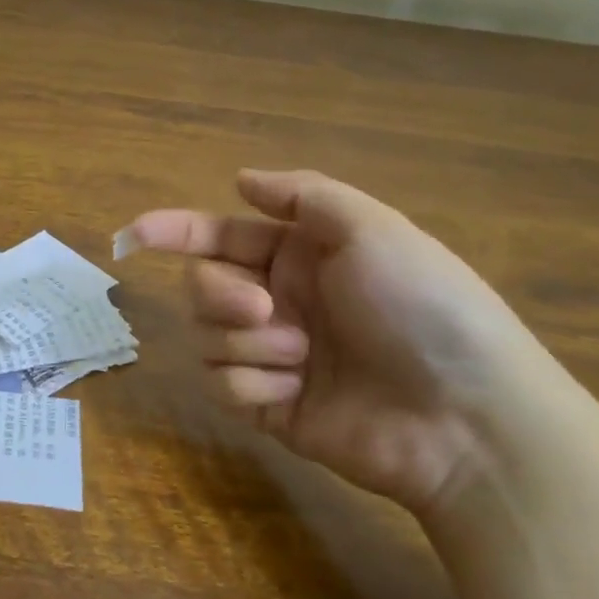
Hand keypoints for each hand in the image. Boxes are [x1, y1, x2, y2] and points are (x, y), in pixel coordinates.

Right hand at [125, 169, 562, 513]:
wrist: (466, 418)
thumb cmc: (423, 308)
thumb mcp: (373, 229)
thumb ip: (302, 194)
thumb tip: (239, 180)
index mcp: (300, 256)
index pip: (220, 236)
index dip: (174, 231)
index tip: (133, 235)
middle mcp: (279, 300)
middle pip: (203, 286)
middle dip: (222, 295)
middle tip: (265, 309)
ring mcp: (271, 355)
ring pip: (206, 335)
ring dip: (247, 342)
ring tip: (302, 357)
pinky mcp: (267, 405)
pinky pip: (221, 384)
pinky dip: (251, 384)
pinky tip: (293, 392)